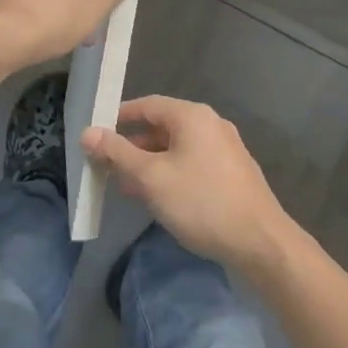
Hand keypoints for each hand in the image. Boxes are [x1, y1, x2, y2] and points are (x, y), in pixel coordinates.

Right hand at [83, 95, 295, 273]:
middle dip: (132, 146)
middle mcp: (210, 124)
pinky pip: (192, 163)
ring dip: (150, 163)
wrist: (260, 241)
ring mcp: (225, 148)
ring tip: (127, 187)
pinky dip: (170, 173)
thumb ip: (117, 153)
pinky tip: (158, 198)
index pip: (147, 105)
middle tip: (107, 166)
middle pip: (162, 126)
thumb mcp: (151, 178)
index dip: (119, 118)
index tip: (96, 135)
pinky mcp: (232, 172)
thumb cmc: (201, 202)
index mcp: (192, 116)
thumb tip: (88, 132)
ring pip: (177, 148)